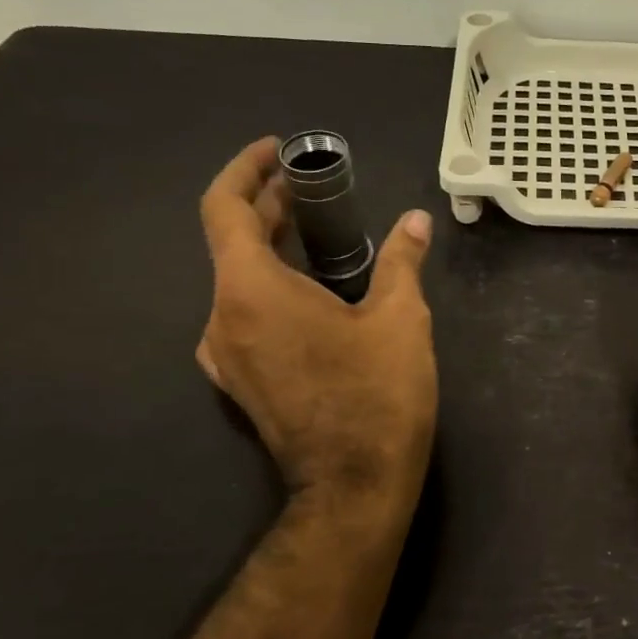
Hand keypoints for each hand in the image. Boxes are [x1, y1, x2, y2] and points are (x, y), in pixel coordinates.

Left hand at [197, 136, 437, 509]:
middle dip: (269, 208)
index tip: (277, 152)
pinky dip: (270, 287)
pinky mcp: (239, 381)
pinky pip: (244, 315)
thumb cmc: (376, 395)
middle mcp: (221, 317)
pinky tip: (312, 292)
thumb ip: (402, 261)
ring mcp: (225, 355)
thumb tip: (416, 222)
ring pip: (238, 281)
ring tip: (318, 235)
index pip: (223, 208)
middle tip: (313, 188)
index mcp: (250, 291)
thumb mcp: (401, 319)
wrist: (353, 486)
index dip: (246, 170)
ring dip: (271, 250)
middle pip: (232, 243)